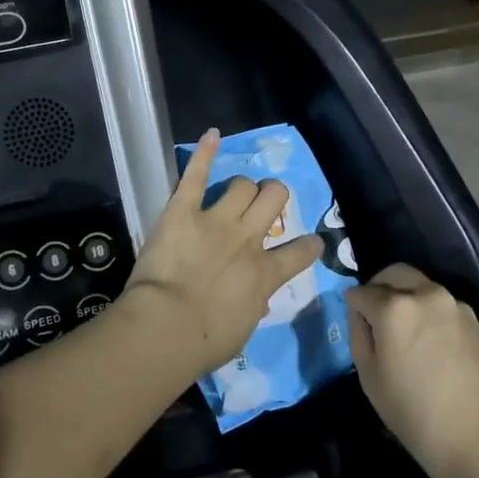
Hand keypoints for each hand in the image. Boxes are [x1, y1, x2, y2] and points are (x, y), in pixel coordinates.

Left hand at [118, 129, 323, 377]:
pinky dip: (204, 152)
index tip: (310, 242)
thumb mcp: (242, 329)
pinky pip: (196, 175)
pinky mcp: (183, 210)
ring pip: (242, 185)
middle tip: (264, 205)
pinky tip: (211, 135)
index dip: (308, 245)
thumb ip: (253, 305)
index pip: (300, 253)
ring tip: (236, 192)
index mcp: (265, 274)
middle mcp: (248, 239)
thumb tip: (257, 298)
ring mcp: (217, 220)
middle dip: (273, 196)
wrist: (167, 327)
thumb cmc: (205, 342)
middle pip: (273, 198)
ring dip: (242, 188)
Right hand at [346, 264, 478, 477]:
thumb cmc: (418, 416)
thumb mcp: (371, 380)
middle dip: (378, 287)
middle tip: (373, 315)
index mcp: (393, 307)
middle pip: (393, 273)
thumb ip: (359, 336)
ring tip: (402, 330)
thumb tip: (360, 314)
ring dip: (404, 295)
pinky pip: (440, 302)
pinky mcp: (474, 319)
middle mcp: (424, 293)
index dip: (352, 306)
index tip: (354, 322)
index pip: (361, 292)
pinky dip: (426, 309)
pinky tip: (427, 341)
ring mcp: (453, 304)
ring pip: (419, 284)